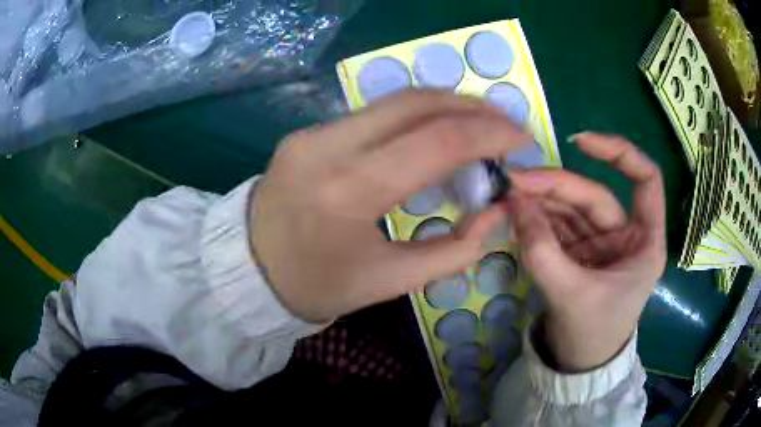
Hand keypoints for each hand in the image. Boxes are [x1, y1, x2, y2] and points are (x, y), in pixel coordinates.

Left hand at [251, 90, 530, 321]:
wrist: (249, 271)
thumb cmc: (318, 286)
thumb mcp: (391, 281)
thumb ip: (455, 249)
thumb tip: (497, 211)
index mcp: (347, 191)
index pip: (435, 141)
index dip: (488, 133)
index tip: (520, 137)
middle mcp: (326, 146)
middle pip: (415, 103)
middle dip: (471, 107)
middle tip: (504, 123)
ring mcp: (311, 133)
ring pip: (394, 101)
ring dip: (445, 106)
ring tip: (479, 125)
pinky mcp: (307, 132)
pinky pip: (373, 114)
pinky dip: (415, 116)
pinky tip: (435, 132)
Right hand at [508, 133, 665, 371]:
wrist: (579, 365)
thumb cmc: (593, 335)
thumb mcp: (572, 296)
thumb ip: (543, 253)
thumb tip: (516, 204)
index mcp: (645, 242)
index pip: (646, 180)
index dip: (620, 153)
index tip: (581, 141)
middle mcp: (626, 235)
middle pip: (594, 196)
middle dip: (556, 186)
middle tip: (514, 181)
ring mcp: (601, 243)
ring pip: (573, 209)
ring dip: (542, 201)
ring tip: (509, 197)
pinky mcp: (580, 252)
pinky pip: (559, 227)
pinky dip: (539, 219)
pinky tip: (518, 214)